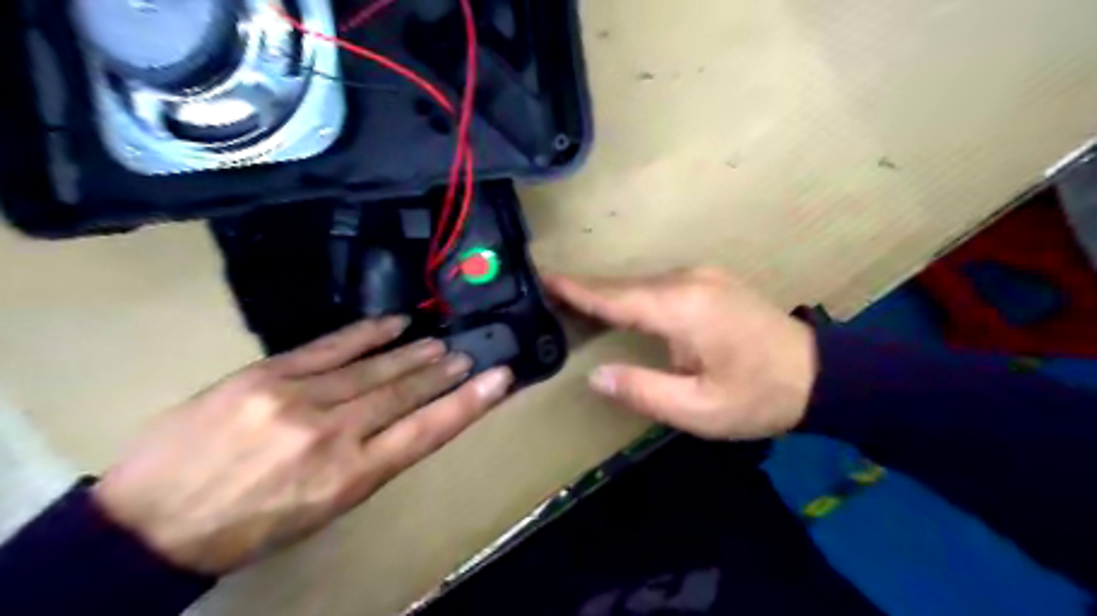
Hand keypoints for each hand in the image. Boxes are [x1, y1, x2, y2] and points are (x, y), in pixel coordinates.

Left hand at [90, 317, 510, 573]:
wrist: (149, 524)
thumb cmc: (249, 526)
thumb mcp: (322, 510)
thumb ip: (367, 464)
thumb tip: (402, 424)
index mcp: (351, 476)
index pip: (427, 432)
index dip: (468, 403)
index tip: (499, 380)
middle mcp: (335, 433)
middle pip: (405, 394)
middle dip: (442, 373)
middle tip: (466, 355)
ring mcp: (299, 398)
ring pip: (374, 369)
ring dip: (412, 354)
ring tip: (439, 342)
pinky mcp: (267, 375)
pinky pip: (329, 347)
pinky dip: (366, 333)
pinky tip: (393, 323)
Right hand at [547, 267, 813, 437]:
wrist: (820, 374)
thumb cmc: (758, 396)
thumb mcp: (699, 409)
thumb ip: (643, 390)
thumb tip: (595, 375)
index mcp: (682, 310)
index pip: (616, 296)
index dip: (577, 290)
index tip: (543, 277)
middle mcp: (688, 282)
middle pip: (625, 286)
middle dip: (587, 291)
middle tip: (550, 296)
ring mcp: (702, 276)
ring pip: (641, 283)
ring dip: (610, 293)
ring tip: (576, 303)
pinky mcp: (711, 281)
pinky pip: (659, 284)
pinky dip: (633, 294)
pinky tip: (621, 304)